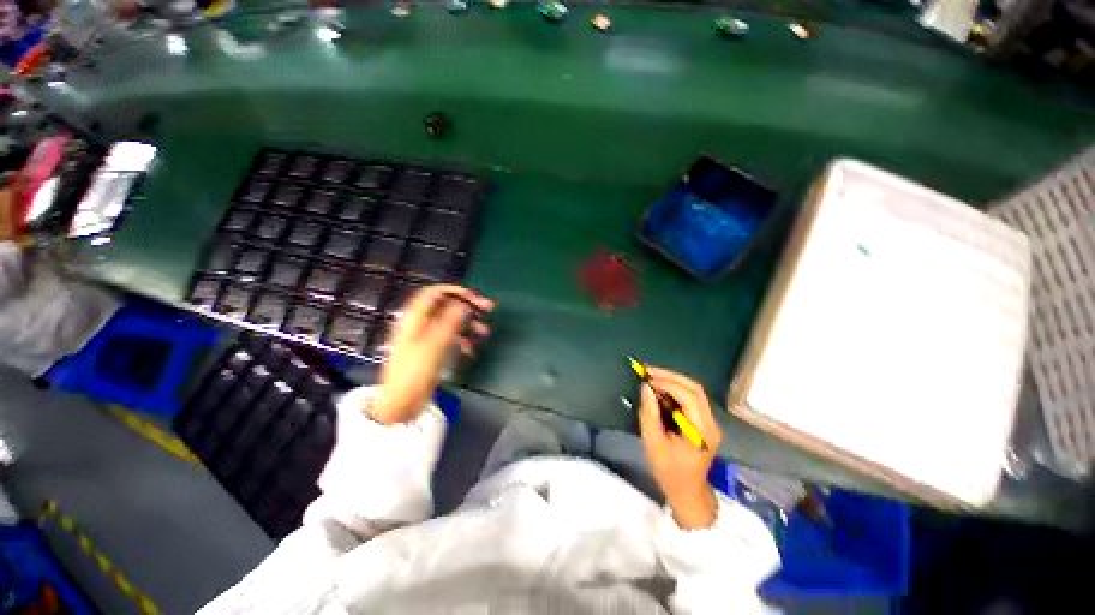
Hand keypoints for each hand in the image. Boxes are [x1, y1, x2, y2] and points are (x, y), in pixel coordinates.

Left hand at [369, 285, 493, 424]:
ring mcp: (427, 336)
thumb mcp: (434, 344)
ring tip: (486, 331)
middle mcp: (421, 322)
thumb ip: (450, 321)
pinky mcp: (433, 349)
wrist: (401, 402)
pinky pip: (451, 337)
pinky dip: (463, 339)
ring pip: (452, 321)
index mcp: (416, 317)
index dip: (456, 291)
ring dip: (470, 324)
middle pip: (447, 305)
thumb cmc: (414, 371)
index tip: (476, 297)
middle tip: (489, 308)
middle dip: (469, 306)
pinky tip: (472, 349)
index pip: (436, 292)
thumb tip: (465, 304)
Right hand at [638, 367, 722, 529]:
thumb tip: (645, 388)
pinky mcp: (704, 422)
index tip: (647, 378)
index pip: (689, 397)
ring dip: (673, 380)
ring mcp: (710, 422)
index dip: (668, 383)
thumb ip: (649, 414)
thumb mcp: (653, 443)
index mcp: (702, 431)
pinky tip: (660, 388)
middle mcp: (711, 423)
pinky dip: (675, 389)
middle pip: (695, 389)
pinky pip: (691, 399)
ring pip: (694, 391)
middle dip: (670, 376)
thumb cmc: (669, 472)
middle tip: (648, 371)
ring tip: (652, 376)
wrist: (688, 493)